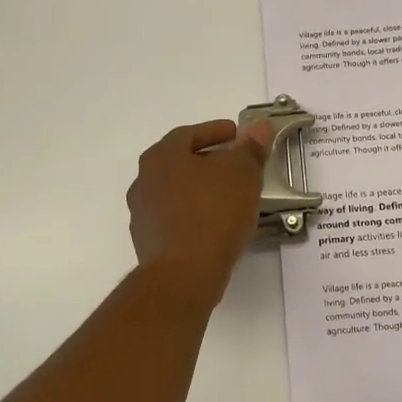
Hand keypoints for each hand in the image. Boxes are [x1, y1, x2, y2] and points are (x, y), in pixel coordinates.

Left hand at [127, 117, 273, 302]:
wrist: (183, 274)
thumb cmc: (213, 212)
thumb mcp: (242, 174)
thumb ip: (250, 148)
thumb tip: (259, 126)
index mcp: (161, 156)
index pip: (189, 134)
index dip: (216, 131)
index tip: (237, 135)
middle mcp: (144, 180)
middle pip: (180, 163)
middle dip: (208, 161)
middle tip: (235, 165)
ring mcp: (142, 214)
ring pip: (176, 192)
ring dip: (200, 190)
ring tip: (229, 197)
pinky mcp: (148, 243)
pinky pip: (175, 219)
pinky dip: (195, 216)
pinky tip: (215, 225)